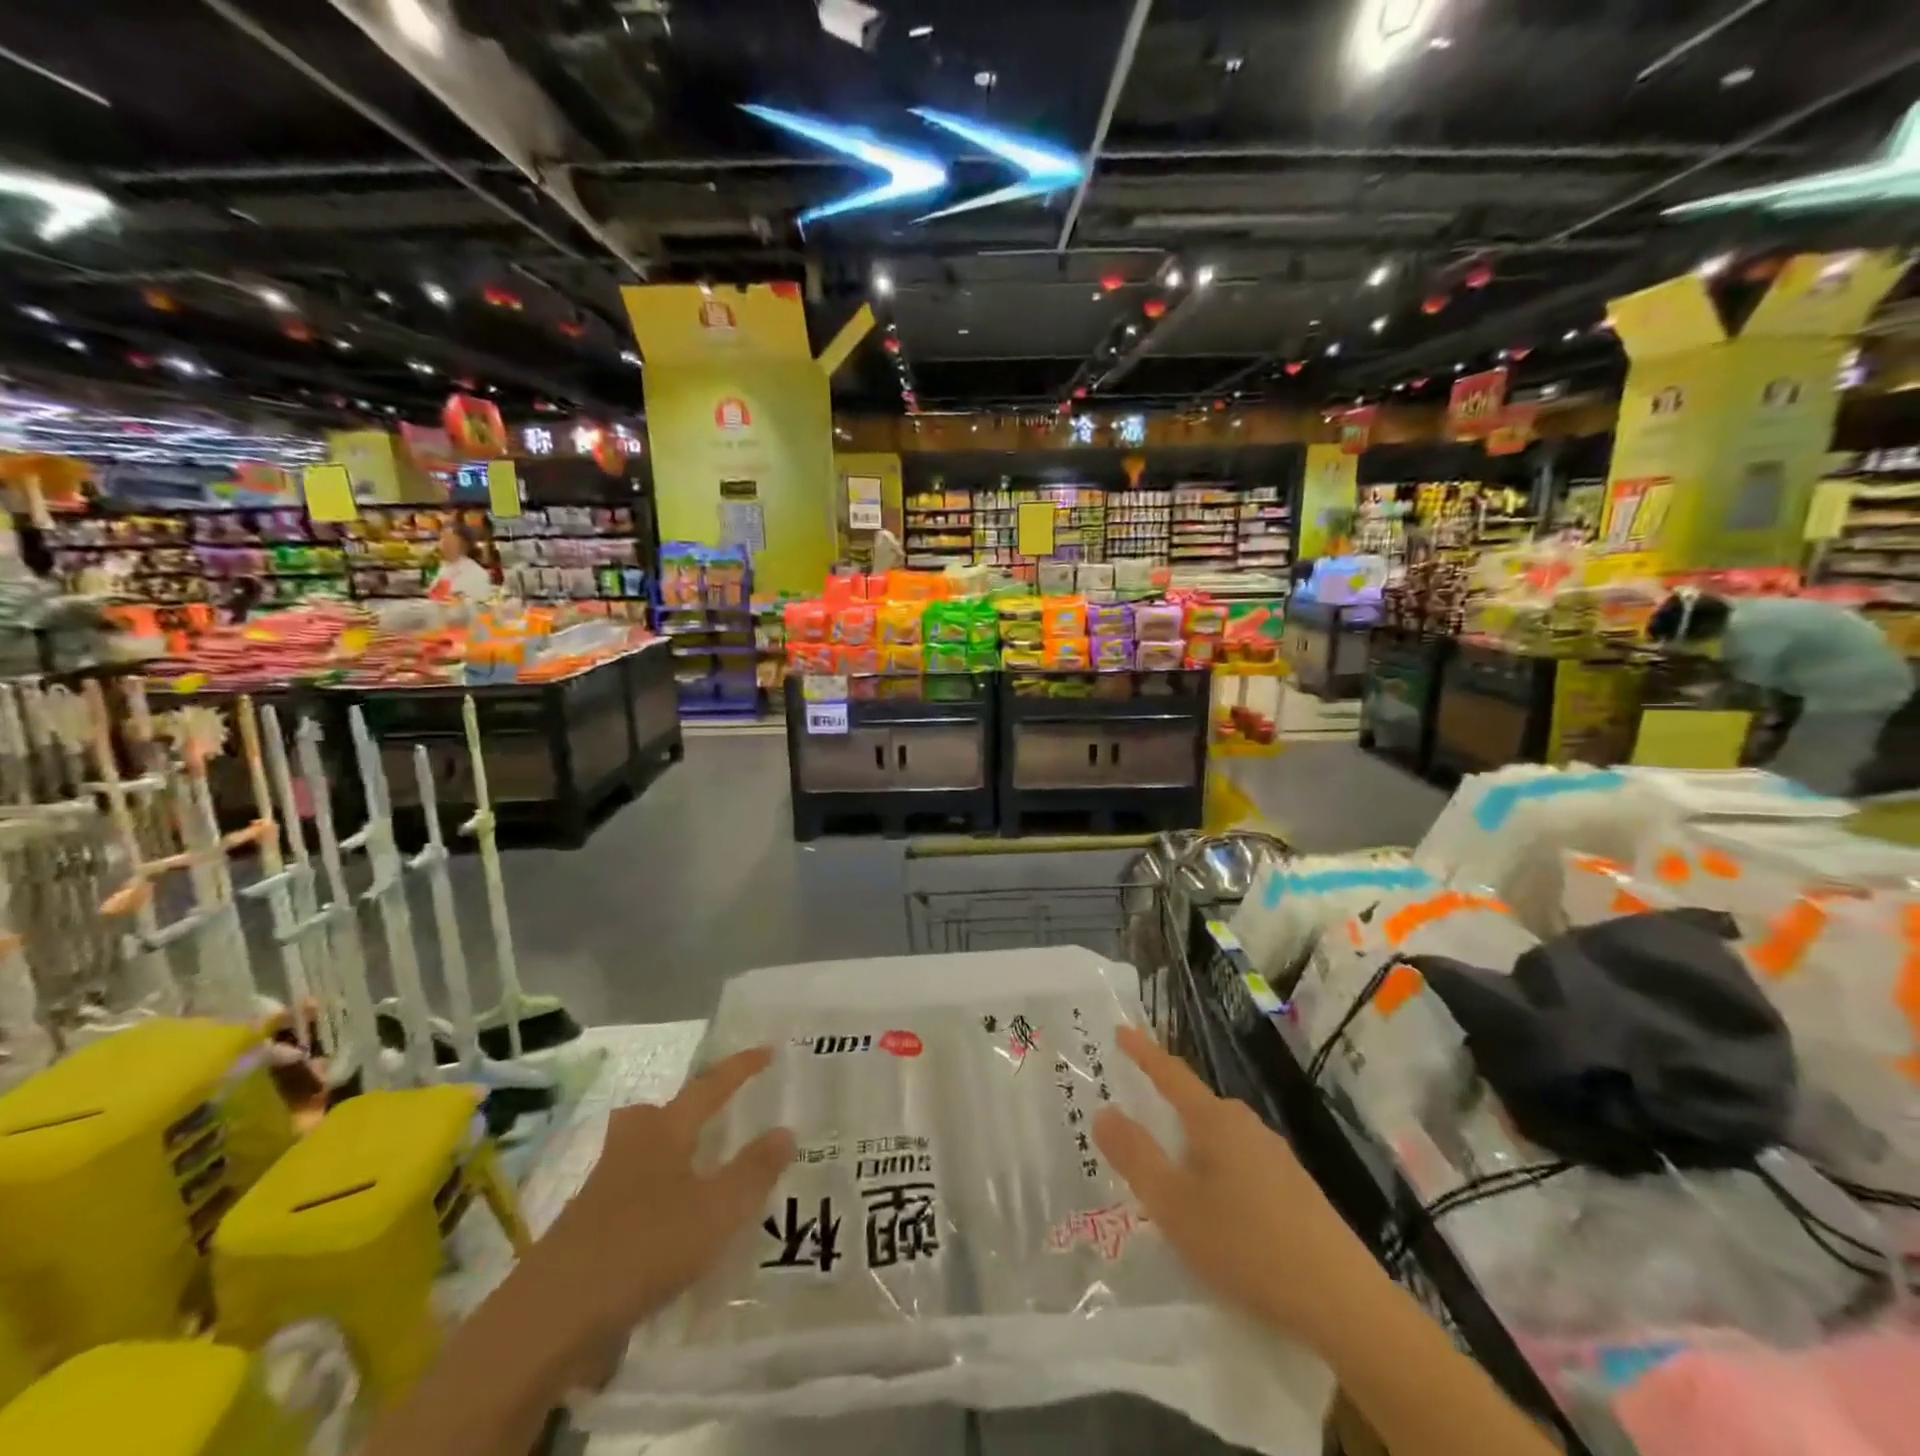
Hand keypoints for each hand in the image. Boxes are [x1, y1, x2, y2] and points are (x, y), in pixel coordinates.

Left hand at [534, 1046, 792, 1352]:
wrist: (551, 1318)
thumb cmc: (644, 1247)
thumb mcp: (716, 1212)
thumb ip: (753, 1171)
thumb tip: (785, 1130)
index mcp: (665, 1132)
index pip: (709, 1087)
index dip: (740, 1068)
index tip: (768, 1050)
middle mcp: (631, 1148)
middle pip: (656, 1114)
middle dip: (684, 1111)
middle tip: (712, 1119)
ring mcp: (601, 1189)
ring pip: (639, 1154)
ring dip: (668, 1156)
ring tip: (698, 1177)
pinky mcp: (584, 1230)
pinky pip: (628, 1195)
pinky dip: (653, 1200)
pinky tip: (669, 1231)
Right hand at [1093, 1025, 1373, 1349]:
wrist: (1345, 1303)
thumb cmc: (1248, 1245)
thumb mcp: (1175, 1206)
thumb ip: (1136, 1156)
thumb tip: (1104, 1111)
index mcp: (1216, 1120)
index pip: (1171, 1074)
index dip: (1143, 1052)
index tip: (1121, 1030)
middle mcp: (1246, 1126)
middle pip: (1195, 1106)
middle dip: (1163, 1109)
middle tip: (1131, 1122)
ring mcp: (1275, 1157)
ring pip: (1218, 1139)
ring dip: (1189, 1148)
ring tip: (1167, 1174)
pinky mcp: (1294, 1190)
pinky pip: (1239, 1164)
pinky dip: (1214, 1172)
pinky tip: (1214, 1210)